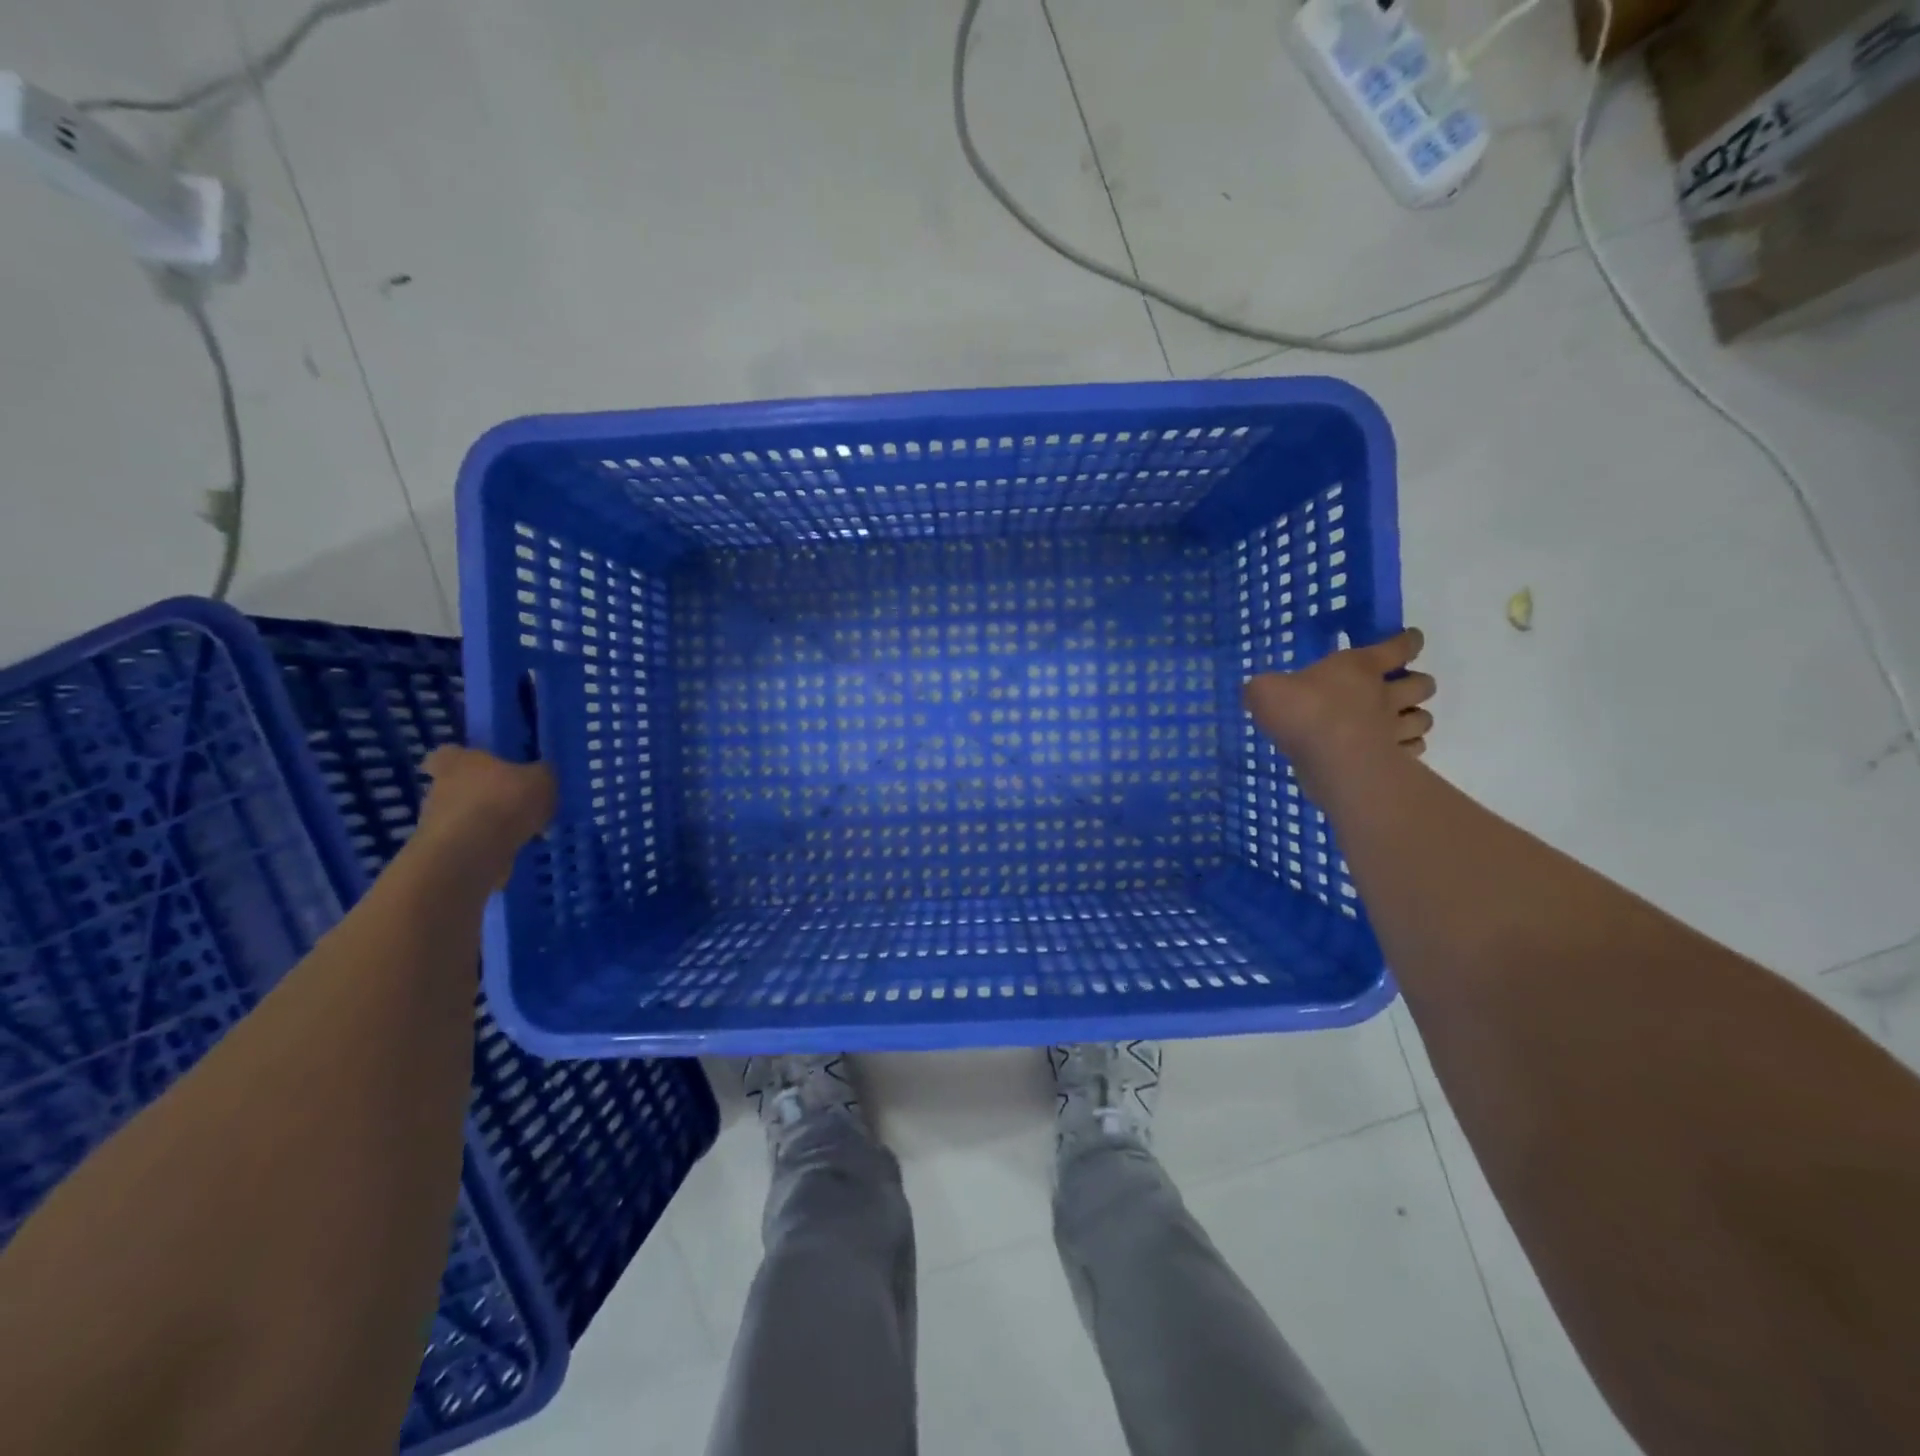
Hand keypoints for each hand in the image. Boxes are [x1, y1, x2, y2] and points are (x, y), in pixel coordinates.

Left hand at [416, 747, 556, 887]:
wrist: (473, 853)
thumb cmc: (504, 801)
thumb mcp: (541, 780)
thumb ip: (541, 774)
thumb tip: (540, 774)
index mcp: (458, 762)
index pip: (447, 754)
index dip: (462, 759)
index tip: (480, 768)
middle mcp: (441, 788)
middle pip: (459, 786)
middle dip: (484, 794)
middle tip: (516, 802)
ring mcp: (439, 823)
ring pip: (468, 816)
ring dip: (490, 822)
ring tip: (525, 830)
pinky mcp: (446, 852)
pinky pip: (474, 843)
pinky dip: (492, 846)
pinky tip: (519, 849)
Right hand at [1242, 628, 1435, 784]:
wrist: (1329, 758)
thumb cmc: (1301, 712)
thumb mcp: (1265, 691)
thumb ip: (1263, 688)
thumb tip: (1254, 690)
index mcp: (1359, 667)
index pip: (1397, 647)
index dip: (1406, 642)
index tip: (1411, 639)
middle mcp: (1383, 694)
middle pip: (1421, 683)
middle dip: (1417, 683)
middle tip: (1402, 688)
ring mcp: (1393, 728)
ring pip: (1423, 718)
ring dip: (1417, 717)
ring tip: (1403, 721)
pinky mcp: (1394, 758)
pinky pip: (1414, 749)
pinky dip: (1409, 747)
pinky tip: (1396, 750)